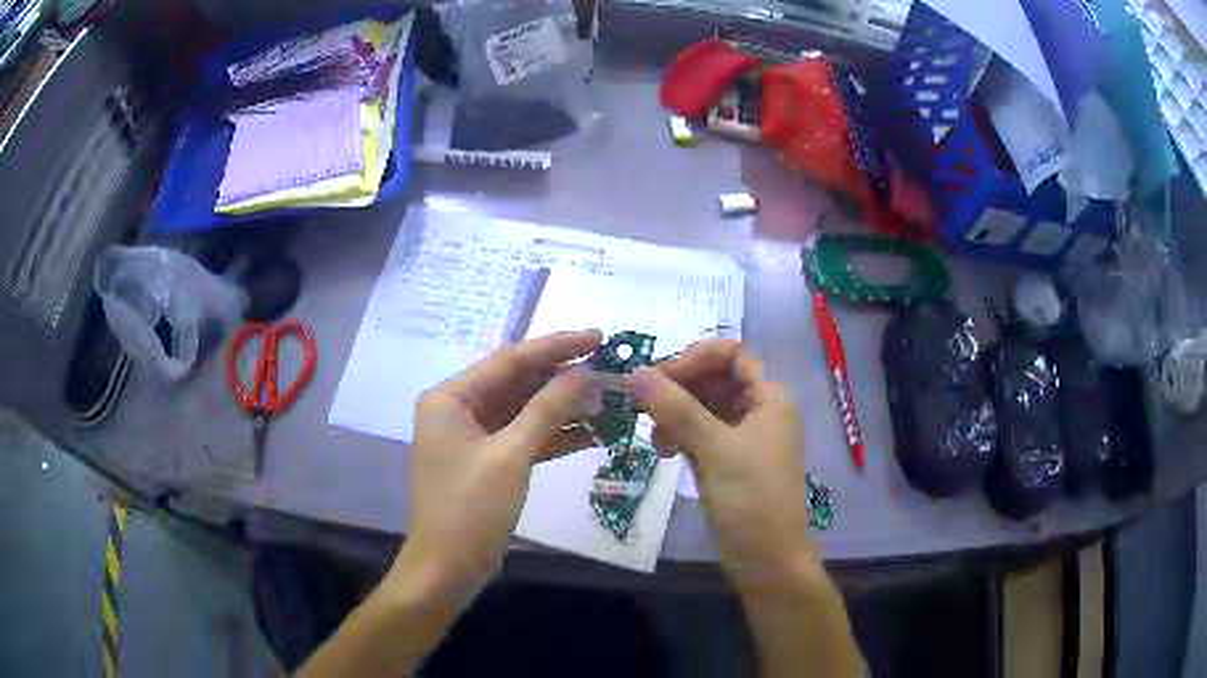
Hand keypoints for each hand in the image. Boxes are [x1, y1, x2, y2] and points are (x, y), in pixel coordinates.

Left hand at [387, 330, 601, 603]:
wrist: (449, 569)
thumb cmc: (469, 509)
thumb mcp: (510, 456)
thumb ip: (547, 410)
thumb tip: (585, 372)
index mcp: (451, 398)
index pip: (510, 360)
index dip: (556, 347)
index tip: (599, 337)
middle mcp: (459, 409)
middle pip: (518, 383)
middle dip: (564, 377)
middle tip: (611, 366)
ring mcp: (475, 436)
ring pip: (526, 411)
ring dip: (565, 407)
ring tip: (610, 397)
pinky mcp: (490, 461)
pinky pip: (526, 437)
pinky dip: (556, 435)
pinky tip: (594, 431)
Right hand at [627, 341, 815, 589]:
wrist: (766, 559)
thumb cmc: (751, 498)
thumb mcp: (715, 449)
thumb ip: (676, 408)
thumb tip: (635, 372)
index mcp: (770, 398)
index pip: (732, 356)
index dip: (698, 358)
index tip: (661, 376)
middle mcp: (760, 411)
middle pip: (716, 379)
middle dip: (680, 386)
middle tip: (643, 401)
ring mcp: (744, 438)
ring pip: (705, 407)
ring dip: (676, 412)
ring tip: (652, 431)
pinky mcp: (729, 461)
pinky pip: (702, 434)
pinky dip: (681, 435)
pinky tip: (662, 449)